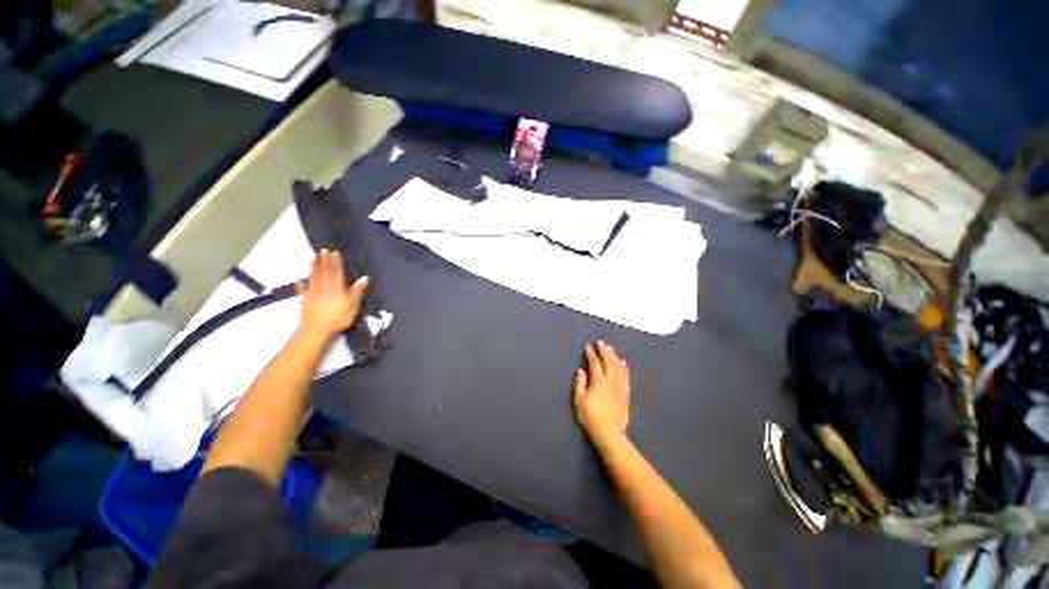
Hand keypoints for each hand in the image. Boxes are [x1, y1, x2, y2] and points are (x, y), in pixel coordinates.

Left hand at [299, 250, 368, 340]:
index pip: (336, 271)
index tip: (334, 252)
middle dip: (324, 261)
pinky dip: (302, 282)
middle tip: (322, 250)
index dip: (336, 261)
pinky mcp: (305, 300)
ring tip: (313, 259)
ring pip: (313, 277)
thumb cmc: (339, 317)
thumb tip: (364, 277)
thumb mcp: (353, 304)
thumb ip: (358, 290)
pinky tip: (301, 278)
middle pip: (323, 271)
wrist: (317, 330)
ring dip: (313, 267)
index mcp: (337, 287)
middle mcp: (324, 286)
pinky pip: (303, 288)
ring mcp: (313, 293)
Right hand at [574, 341, 630, 447]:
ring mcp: (620, 387)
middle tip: (601, 343)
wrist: (610, 433)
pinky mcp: (625, 393)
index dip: (592, 354)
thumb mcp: (579, 401)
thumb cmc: (591, 417)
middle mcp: (611, 381)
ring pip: (618, 367)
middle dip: (604, 351)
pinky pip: (626, 376)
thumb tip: (581, 370)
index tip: (588, 347)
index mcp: (598, 382)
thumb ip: (580, 384)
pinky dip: (624, 367)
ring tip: (610, 348)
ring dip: (614, 356)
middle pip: (609, 362)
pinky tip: (622, 361)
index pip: (595, 364)